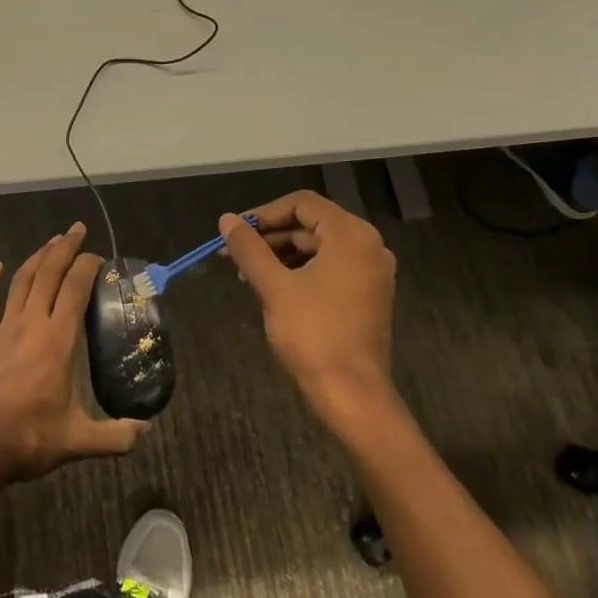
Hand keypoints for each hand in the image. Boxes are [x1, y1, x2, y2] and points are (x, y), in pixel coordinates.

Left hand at [0, 223, 147, 484]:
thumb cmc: (27, 438)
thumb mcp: (78, 441)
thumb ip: (116, 436)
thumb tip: (146, 431)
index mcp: (58, 340)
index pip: (75, 288)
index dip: (88, 266)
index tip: (99, 257)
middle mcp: (31, 324)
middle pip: (48, 273)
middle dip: (64, 248)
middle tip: (77, 229)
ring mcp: (3, 329)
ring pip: (21, 281)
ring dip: (37, 257)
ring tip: (51, 242)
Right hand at [218, 193, 398, 422]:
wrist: (351, 393)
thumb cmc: (313, 333)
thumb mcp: (273, 286)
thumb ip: (249, 248)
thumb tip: (226, 219)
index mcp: (351, 235)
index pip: (302, 204)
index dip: (264, 214)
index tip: (235, 232)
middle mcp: (368, 246)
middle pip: (310, 224)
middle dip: (269, 237)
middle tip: (233, 255)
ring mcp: (370, 271)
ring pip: (317, 247)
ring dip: (280, 255)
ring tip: (246, 275)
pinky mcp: (366, 294)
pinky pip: (328, 267)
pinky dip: (299, 271)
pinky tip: (271, 288)